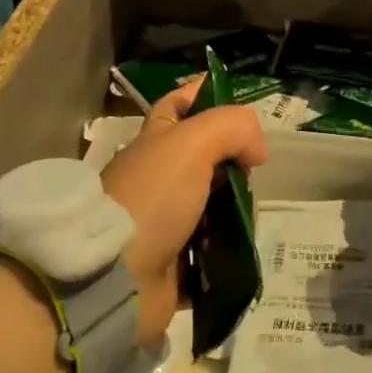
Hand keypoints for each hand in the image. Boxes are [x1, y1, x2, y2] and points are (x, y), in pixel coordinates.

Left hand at [101, 79, 267, 345]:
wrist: (115, 278)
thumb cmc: (152, 198)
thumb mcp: (194, 142)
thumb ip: (233, 128)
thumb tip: (256, 152)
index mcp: (155, 142)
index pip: (178, 105)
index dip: (203, 94)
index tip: (237, 101)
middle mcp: (158, 177)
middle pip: (207, 158)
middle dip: (235, 163)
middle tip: (250, 173)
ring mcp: (164, 221)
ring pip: (215, 204)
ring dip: (236, 210)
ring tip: (245, 218)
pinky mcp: (173, 262)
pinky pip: (212, 248)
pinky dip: (228, 248)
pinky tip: (239, 247)